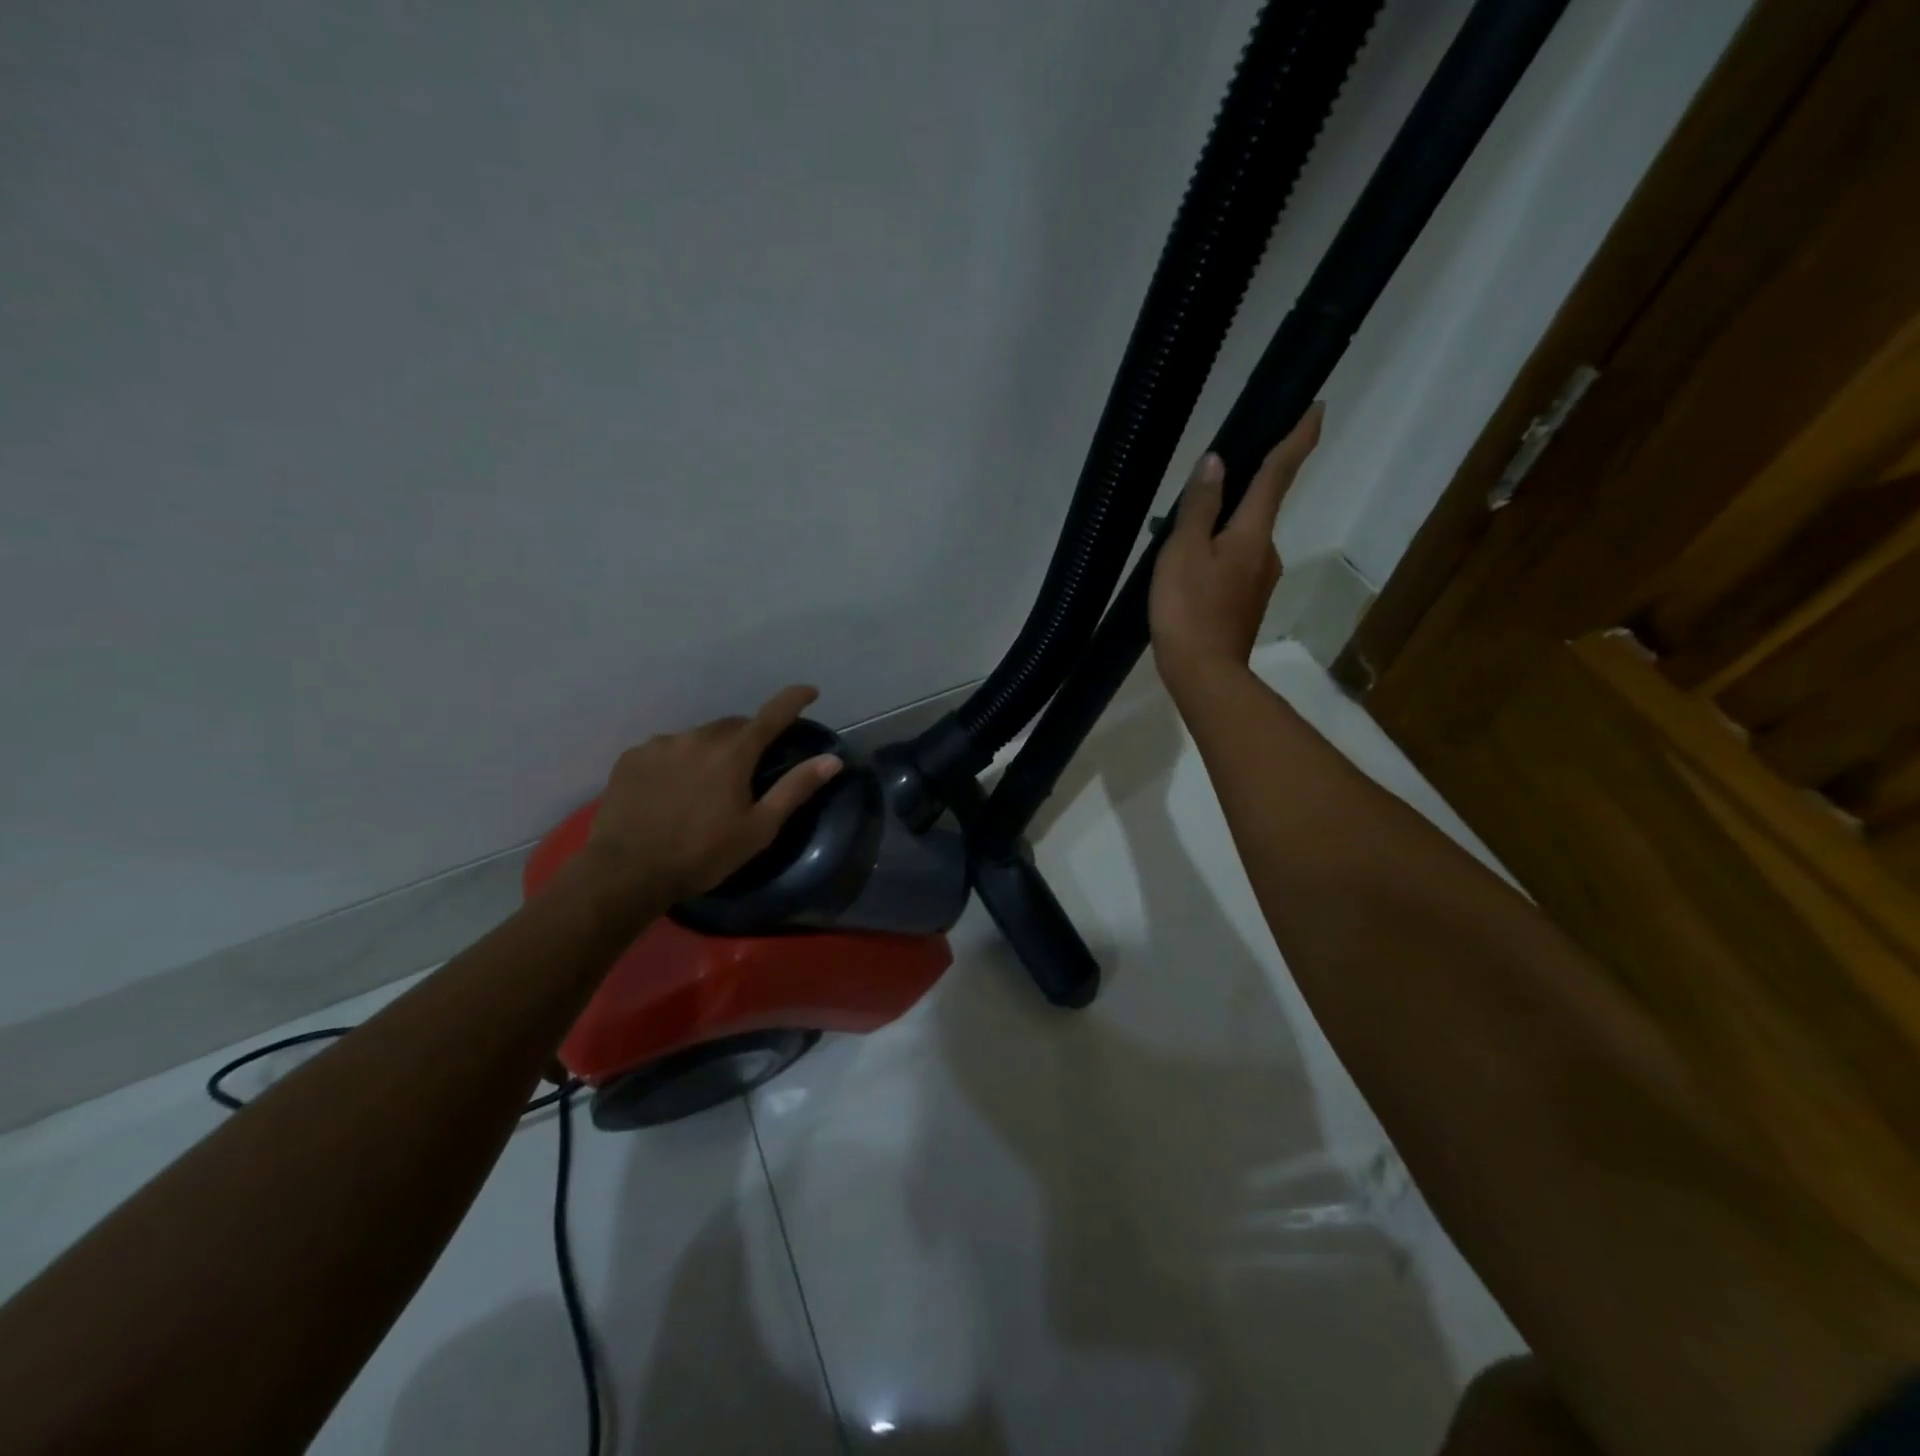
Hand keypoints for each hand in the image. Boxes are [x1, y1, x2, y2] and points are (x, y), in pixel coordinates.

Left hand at [583, 685, 842, 902]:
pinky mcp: (632, 758)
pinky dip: (678, 762)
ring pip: (698, 738)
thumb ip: (795, 789)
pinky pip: (666, 750)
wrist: (626, 872)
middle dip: (747, 740)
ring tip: (705, 788)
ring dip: (710, 752)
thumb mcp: (759, 828)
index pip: (772, 714)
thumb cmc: (702, 854)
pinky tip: (672, 791)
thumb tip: (831, 760)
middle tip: (749, 770)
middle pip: (733, 727)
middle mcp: (698, 737)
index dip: (794, 699)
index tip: (809, 692)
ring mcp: (661, 745)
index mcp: (733, 753)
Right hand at [1148, 403, 1322, 698]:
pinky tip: (1188, 572)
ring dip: (1219, 531)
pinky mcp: (1246, 604)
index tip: (1316, 408)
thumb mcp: (1183, 553)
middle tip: (1199, 491)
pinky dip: (1215, 557)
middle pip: (1256, 508)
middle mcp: (1266, 553)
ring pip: (1241, 540)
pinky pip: (1233, 565)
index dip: (1297, 440)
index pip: (1278, 475)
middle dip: (1237, 492)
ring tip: (1178, 541)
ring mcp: (1259, 582)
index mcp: (1253, 534)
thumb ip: (1200, 507)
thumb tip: (1216, 463)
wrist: (1204, 675)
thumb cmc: (1189, 610)